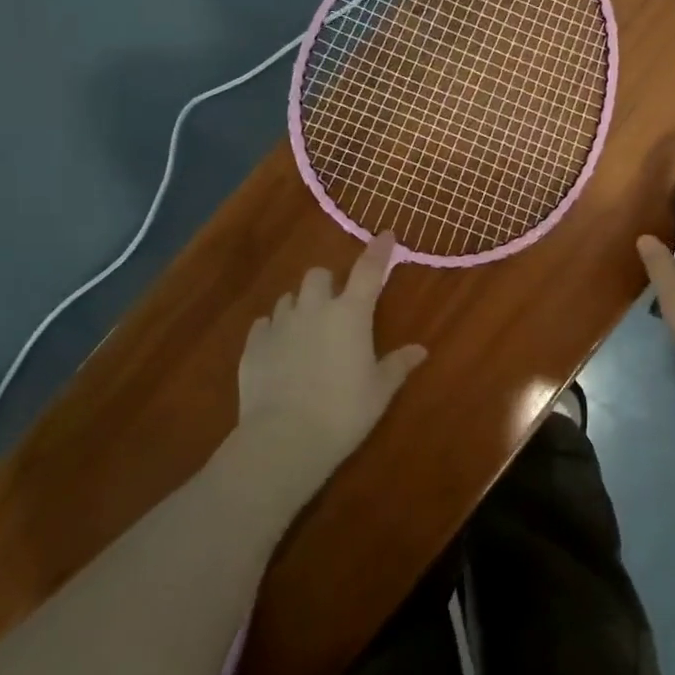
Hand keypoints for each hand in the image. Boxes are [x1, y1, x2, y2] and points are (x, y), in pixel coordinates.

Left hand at [237, 233, 426, 485]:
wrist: (284, 439)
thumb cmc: (343, 412)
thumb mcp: (379, 391)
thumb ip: (398, 365)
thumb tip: (420, 350)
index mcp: (350, 314)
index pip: (369, 270)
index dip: (378, 250)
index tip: (386, 235)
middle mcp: (314, 309)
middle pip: (318, 275)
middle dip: (328, 283)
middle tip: (336, 305)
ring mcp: (280, 325)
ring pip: (289, 298)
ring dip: (300, 305)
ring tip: (307, 328)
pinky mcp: (254, 346)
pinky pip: (264, 325)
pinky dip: (275, 330)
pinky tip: (280, 349)